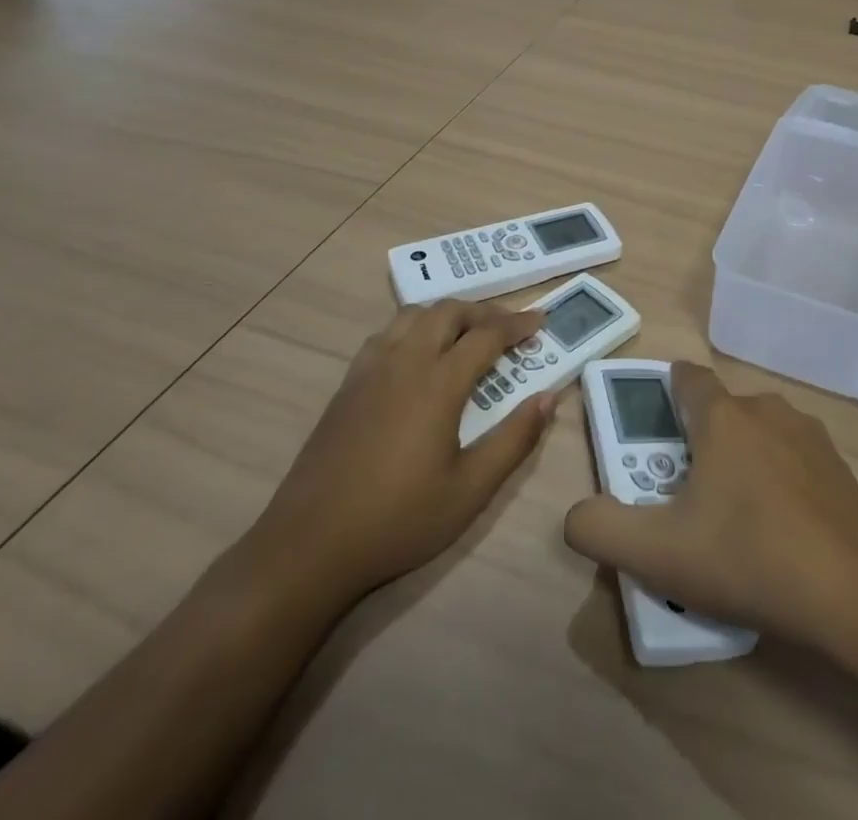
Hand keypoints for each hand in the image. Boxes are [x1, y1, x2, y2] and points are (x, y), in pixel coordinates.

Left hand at [255, 300, 556, 598]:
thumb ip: (515, 439)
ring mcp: (370, 369)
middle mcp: (405, 362)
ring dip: (447, 314)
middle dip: (484, 312)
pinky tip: (418, 355)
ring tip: (467, 334)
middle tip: (509, 328)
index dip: (517, 325)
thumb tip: (549, 397)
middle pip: (448, 312)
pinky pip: (387, 334)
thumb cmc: (398, 520)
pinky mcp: (348, 384)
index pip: (487, 335)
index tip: (540, 323)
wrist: (309, 546)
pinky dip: (414, 328)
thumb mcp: (470, 490)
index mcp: (438, 383)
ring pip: (414, 315)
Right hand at [564, 362, 857, 656]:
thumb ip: (601, 528)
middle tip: (686, 495)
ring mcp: (809, 435)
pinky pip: (792, 459)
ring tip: (733, 520)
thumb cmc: (748, 558)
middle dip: (699, 440)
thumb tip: (576, 514)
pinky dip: (777, 480)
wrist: (855, 596)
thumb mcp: (657, 554)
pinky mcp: (839, 466)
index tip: (654, 426)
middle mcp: (766, 409)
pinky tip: (779, 532)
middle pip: (721, 411)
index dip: (665, 391)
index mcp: (723, 417)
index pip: (687, 376)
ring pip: (758, 433)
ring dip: (740, 459)